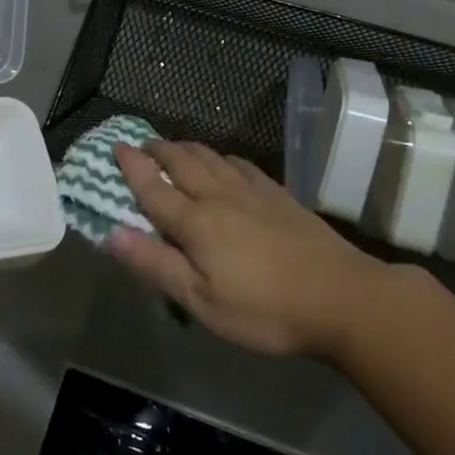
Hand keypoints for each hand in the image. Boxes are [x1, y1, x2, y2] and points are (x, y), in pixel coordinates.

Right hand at [107, 141, 387, 357]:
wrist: (343, 298)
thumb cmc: (265, 310)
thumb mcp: (202, 301)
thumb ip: (156, 265)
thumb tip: (111, 234)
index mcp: (196, 222)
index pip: (154, 188)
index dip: (132, 167)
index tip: (116, 146)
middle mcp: (219, 196)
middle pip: (182, 163)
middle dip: (158, 150)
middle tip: (142, 144)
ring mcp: (253, 192)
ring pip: (211, 157)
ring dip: (187, 148)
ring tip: (175, 147)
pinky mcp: (280, 196)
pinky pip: (242, 164)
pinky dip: (222, 157)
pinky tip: (225, 162)